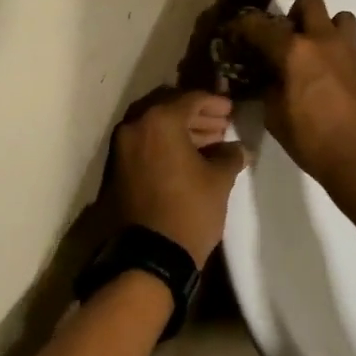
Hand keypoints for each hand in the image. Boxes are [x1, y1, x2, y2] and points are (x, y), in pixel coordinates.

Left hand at [111, 90, 246, 266]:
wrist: (150, 256)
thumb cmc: (189, 210)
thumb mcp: (219, 180)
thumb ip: (230, 155)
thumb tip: (238, 148)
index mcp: (159, 121)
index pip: (191, 99)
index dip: (215, 102)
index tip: (232, 110)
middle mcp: (135, 126)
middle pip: (170, 109)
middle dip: (198, 116)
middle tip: (222, 125)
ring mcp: (122, 148)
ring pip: (156, 128)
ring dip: (183, 131)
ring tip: (211, 143)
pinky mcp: (118, 170)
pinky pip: (146, 146)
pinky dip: (167, 146)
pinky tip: (190, 158)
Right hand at [232, 0, 355, 187]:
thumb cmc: (312, 141)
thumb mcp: (275, 117)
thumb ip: (267, 89)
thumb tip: (267, 78)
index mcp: (294, 51)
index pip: (260, 25)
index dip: (242, 26)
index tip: (234, 33)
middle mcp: (322, 40)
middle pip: (308, 1)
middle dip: (292, 14)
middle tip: (282, 41)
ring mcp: (347, 50)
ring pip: (337, 15)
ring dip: (321, 26)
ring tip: (309, 53)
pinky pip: (346, 41)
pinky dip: (332, 48)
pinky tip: (322, 75)